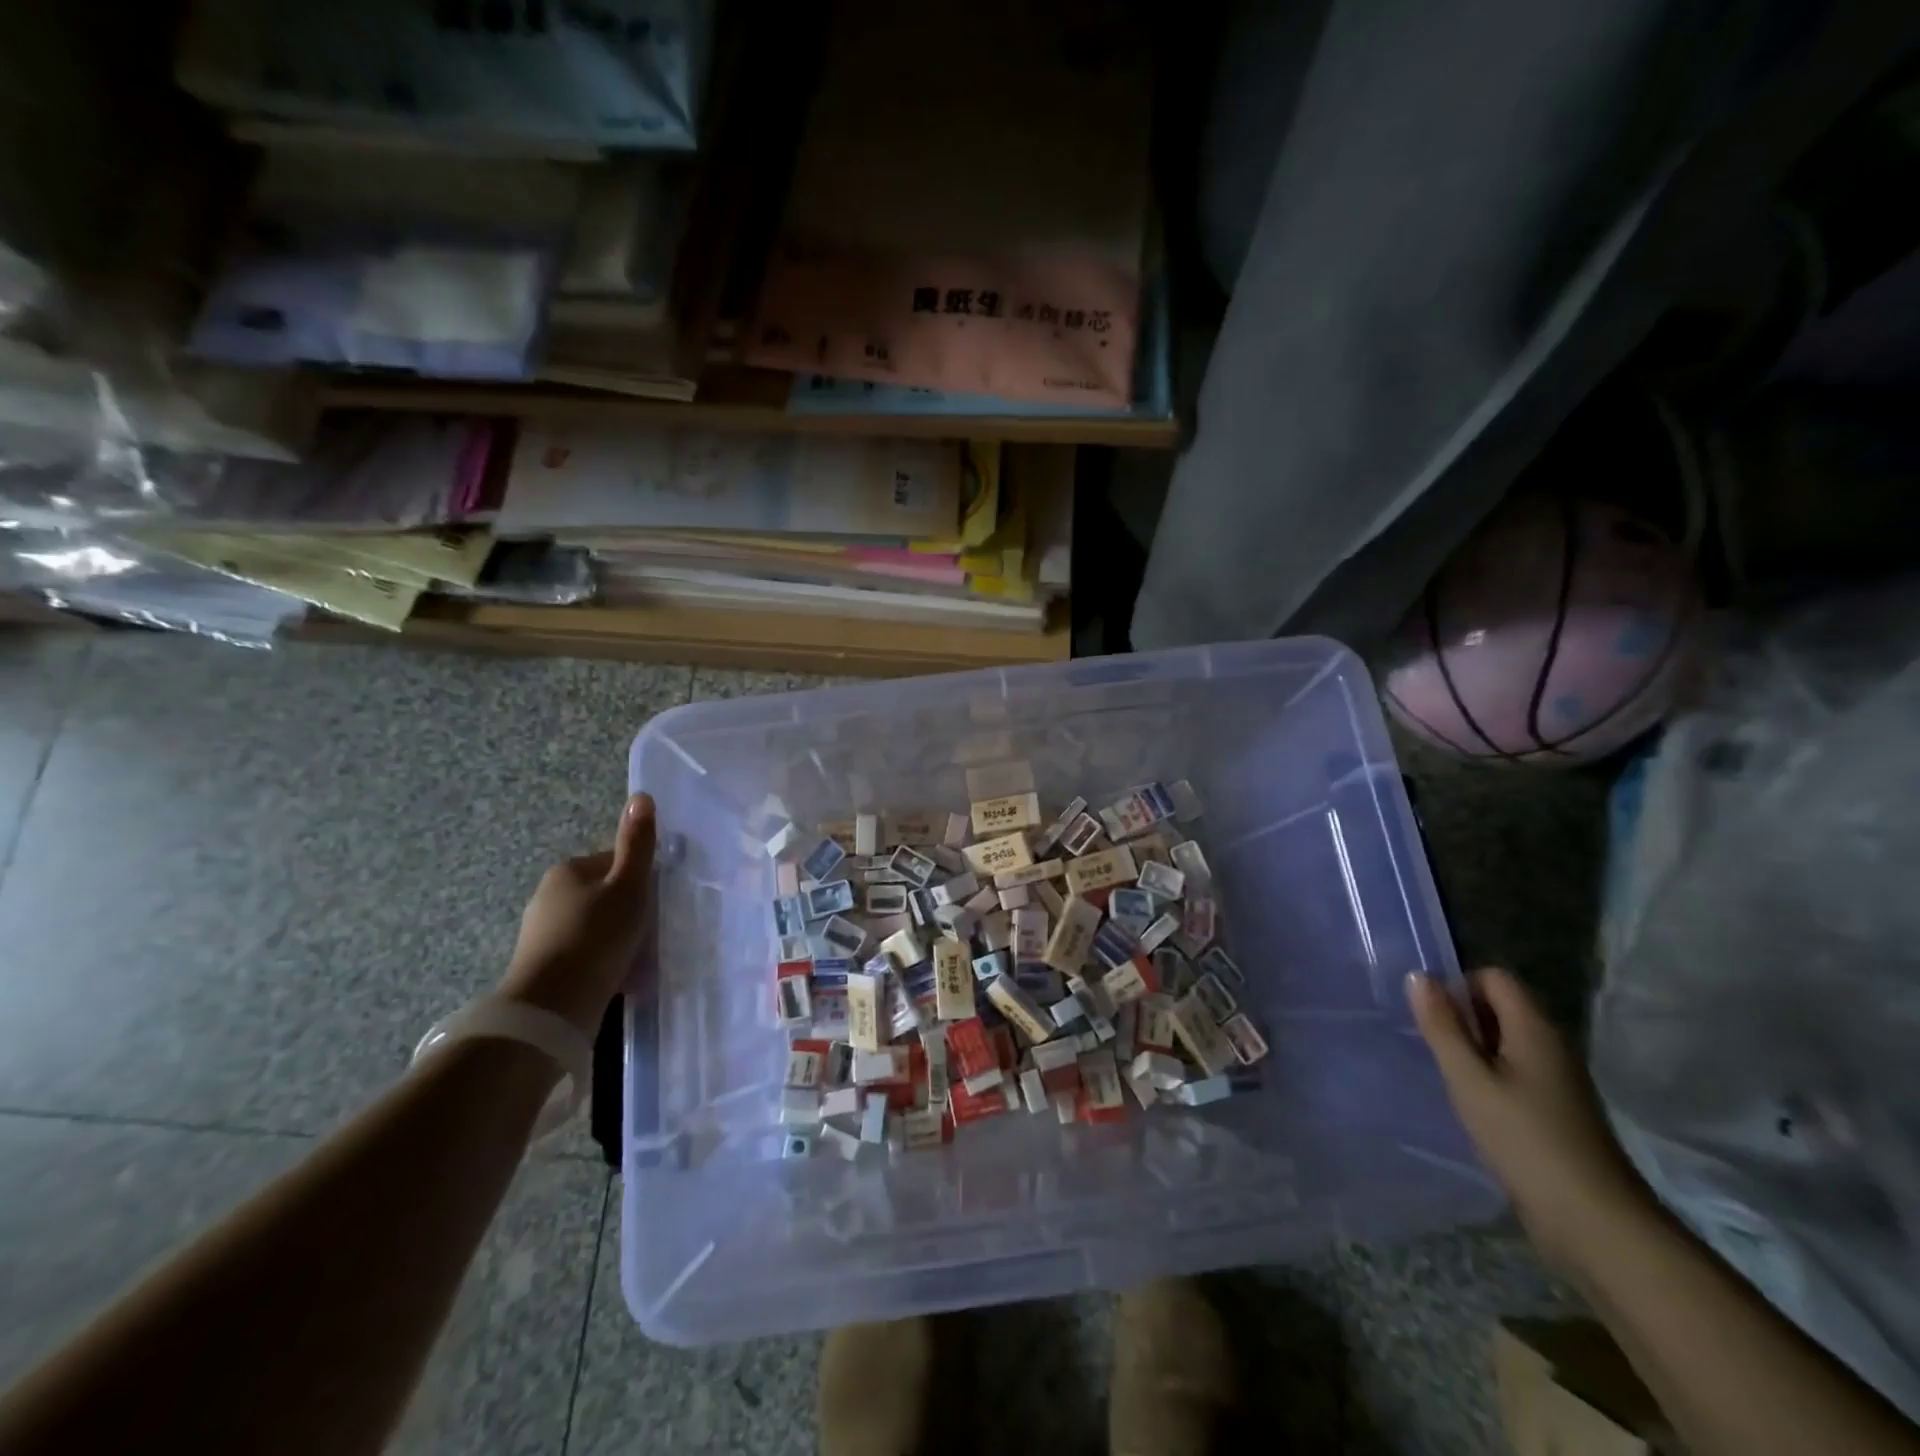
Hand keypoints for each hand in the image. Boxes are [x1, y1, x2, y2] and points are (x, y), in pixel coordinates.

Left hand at [499, 794, 655, 1038]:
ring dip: (618, 937)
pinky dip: (603, 959)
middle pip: (606, 893)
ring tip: (639, 957)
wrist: (552, 1008)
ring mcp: (542, 932)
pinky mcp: (543, 965)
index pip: (616, 861)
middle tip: (652, 930)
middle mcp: (549, 894)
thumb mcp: (628, 886)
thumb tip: (642, 795)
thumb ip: (637, 844)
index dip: (642, 878)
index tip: (657, 901)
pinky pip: (585, 952)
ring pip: (596, 924)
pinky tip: (619, 975)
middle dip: (630, 909)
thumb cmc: (596, 937)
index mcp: (568, 869)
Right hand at [1408, 967, 1658, 1275]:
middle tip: (1433, 1046)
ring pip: (1506, 1040)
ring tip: (1448, 1075)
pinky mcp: (1557, 1109)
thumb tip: (1418, 975)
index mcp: (1534, 1029)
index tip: (1432, 1016)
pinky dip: (1489, 1075)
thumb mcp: (1469, 1079)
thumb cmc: (1524, 1139)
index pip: (1494, 977)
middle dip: (1462, 1016)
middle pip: (1501, 1006)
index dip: (1459, 985)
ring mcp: (1558, 1079)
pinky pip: (1515, 1070)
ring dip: (1473, 1048)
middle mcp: (1551, 1045)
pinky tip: (1473, 1103)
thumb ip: (1442, 1026)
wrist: (1594, 1222)